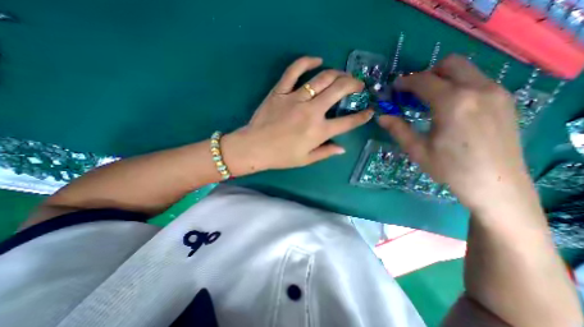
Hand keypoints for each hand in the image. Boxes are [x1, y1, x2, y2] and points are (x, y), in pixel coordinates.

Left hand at [222, 55, 375, 176]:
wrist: (254, 147)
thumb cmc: (281, 157)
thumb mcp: (306, 159)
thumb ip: (326, 152)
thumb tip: (342, 148)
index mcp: (319, 131)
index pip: (347, 122)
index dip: (362, 116)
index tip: (369, 111)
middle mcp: (311, 112)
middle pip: (339, 90)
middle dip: (354, 84)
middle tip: (358, 85)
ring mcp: (295, 98)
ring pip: (322, 78)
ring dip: (337, 74)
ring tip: (343, 75)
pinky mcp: (280, 91)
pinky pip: (294, 70)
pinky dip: (306, 61)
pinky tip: (317, 60)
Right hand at [379, 56, 532, 210]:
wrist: (496, 185)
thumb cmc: (450, 168)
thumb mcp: (417, 150)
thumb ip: (398, 129)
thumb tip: (381, 117)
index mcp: (452, 103)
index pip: (424, 80)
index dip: (405, 82)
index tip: (394, 88)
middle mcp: (478, 90)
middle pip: (450, 64)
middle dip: (426, 73)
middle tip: (412, 92)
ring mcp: (496, 93)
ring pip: (466, 70)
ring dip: (443, 78)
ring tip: (429, 99)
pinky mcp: (505, 100)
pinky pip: (477, 80)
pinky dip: (458, 85)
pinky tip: (449, 107)